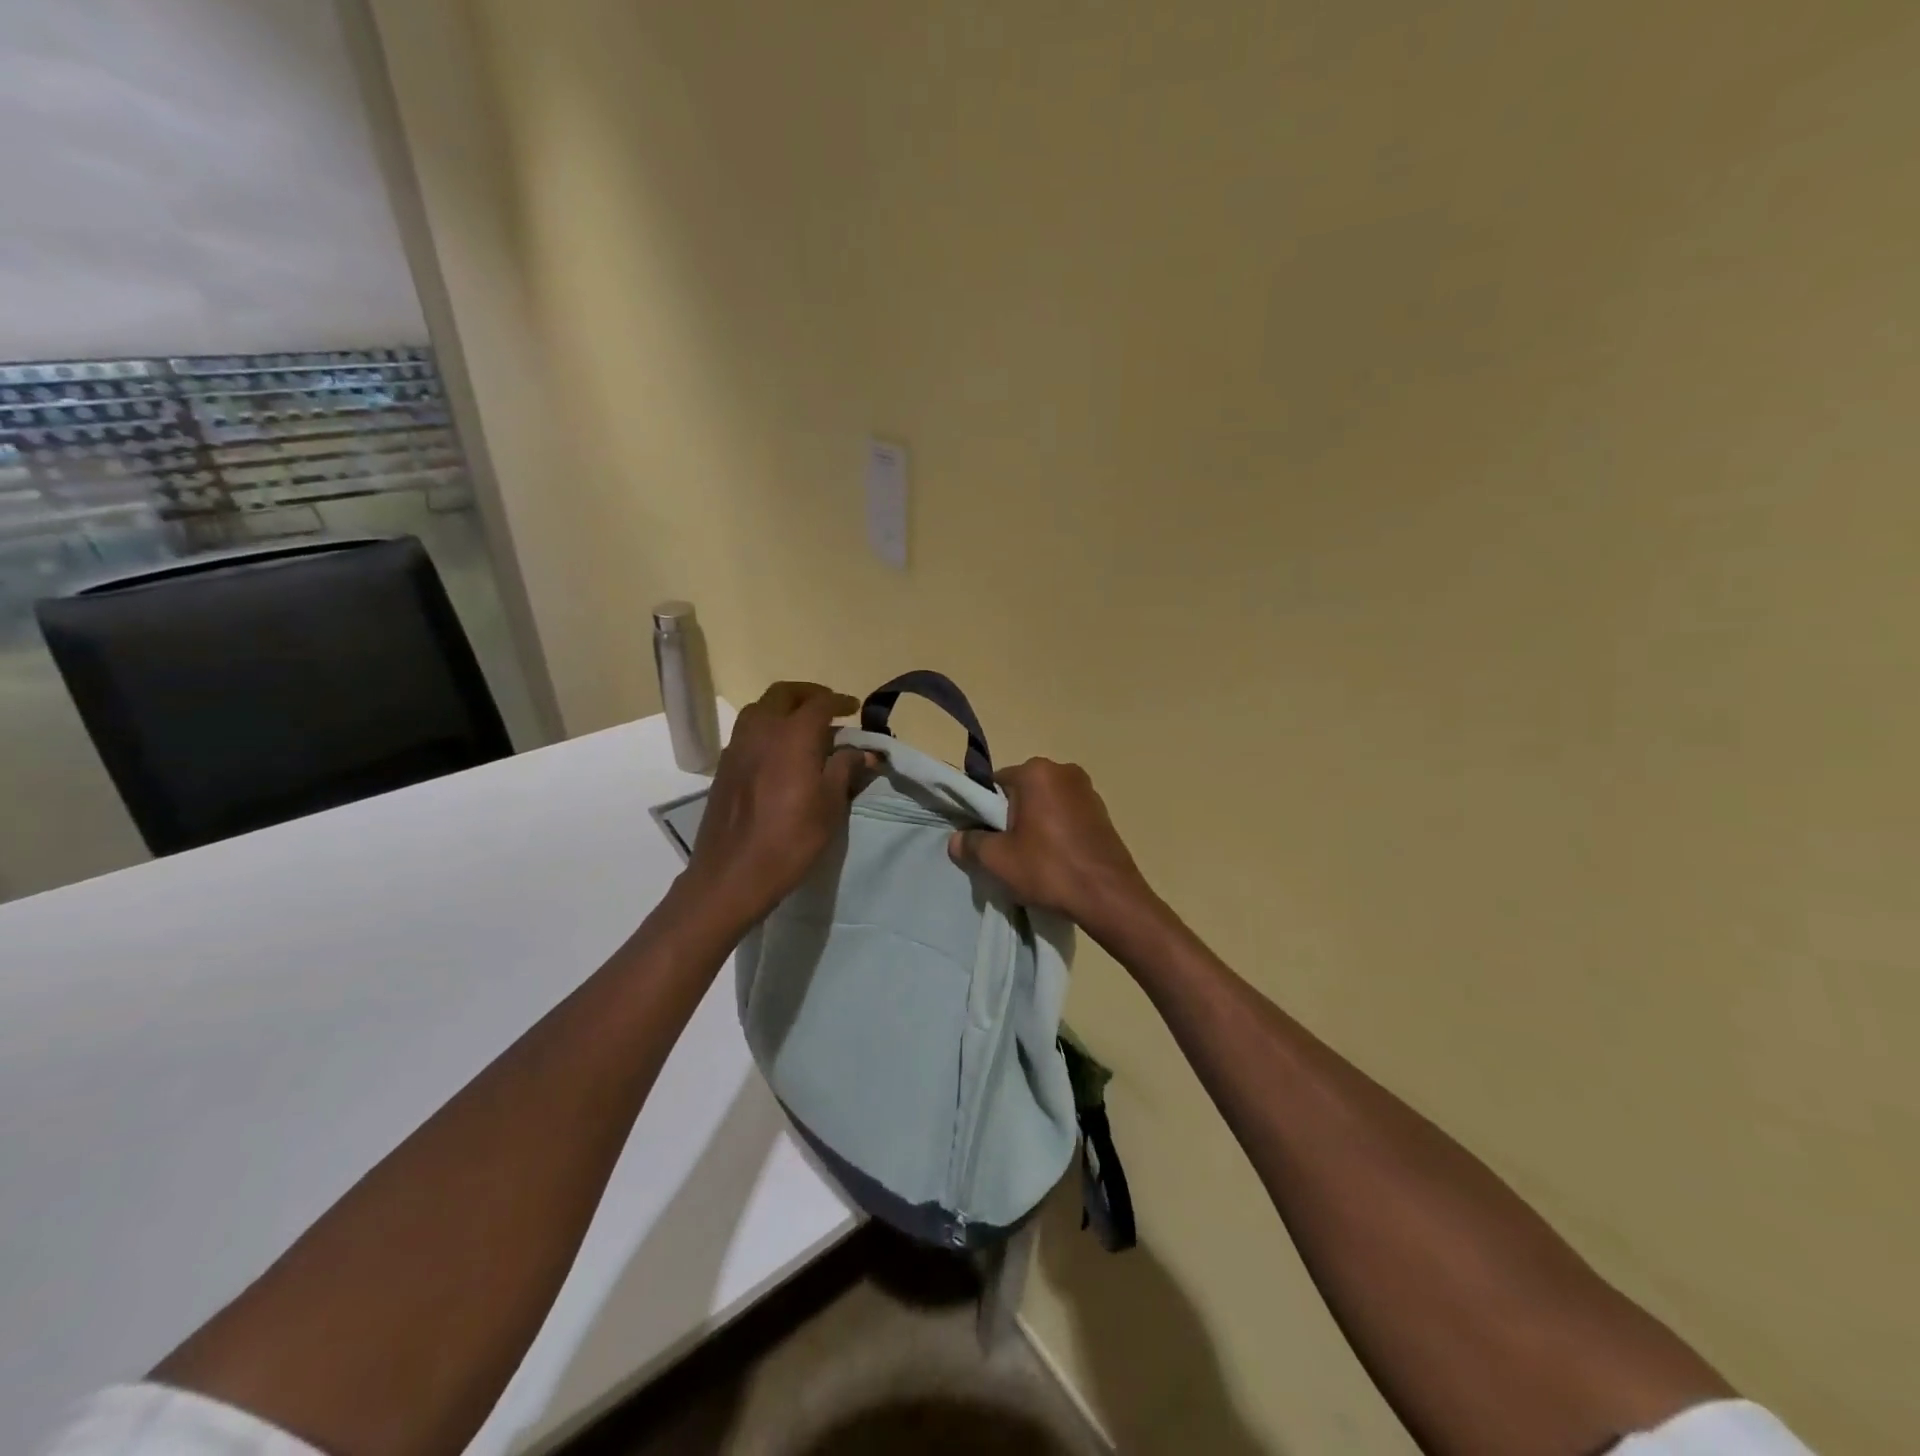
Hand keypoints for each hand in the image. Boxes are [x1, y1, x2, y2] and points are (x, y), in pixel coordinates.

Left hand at [679, 682, 870, 932]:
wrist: (733, 874)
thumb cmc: (791, 839)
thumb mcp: (830, 806)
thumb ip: (845, 769)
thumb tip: (863, 751)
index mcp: (792, 736)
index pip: (819, 704)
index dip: (839, 701)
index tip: (853, 708)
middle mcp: (761, 731)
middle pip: (783, 694)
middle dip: (808, 694)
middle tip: (828, 708)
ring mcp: (737, 747)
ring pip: (760, 709)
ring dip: (783, 708)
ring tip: (803, 728)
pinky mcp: (724, 767)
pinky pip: (747, 731)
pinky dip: (767, 727)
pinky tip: (779, 752)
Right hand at [947, 758, 1155, 935]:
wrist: (1109, 896)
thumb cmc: (1049, 869)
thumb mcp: (997, 860)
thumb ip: (971, 844)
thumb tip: (956, 840)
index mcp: (1037, 772)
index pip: (995, 784)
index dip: (984, 812)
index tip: (985, 838)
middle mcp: (1064, 771)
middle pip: (1021, 792)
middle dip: (1010, 818)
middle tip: (1007, 851)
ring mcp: (1087, 790)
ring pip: (1045, 805)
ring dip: (1035, 825)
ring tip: (1032, 859)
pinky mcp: (1102, 812)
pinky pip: (1066, 815)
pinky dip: (1056, 832)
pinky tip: (1055, 860)